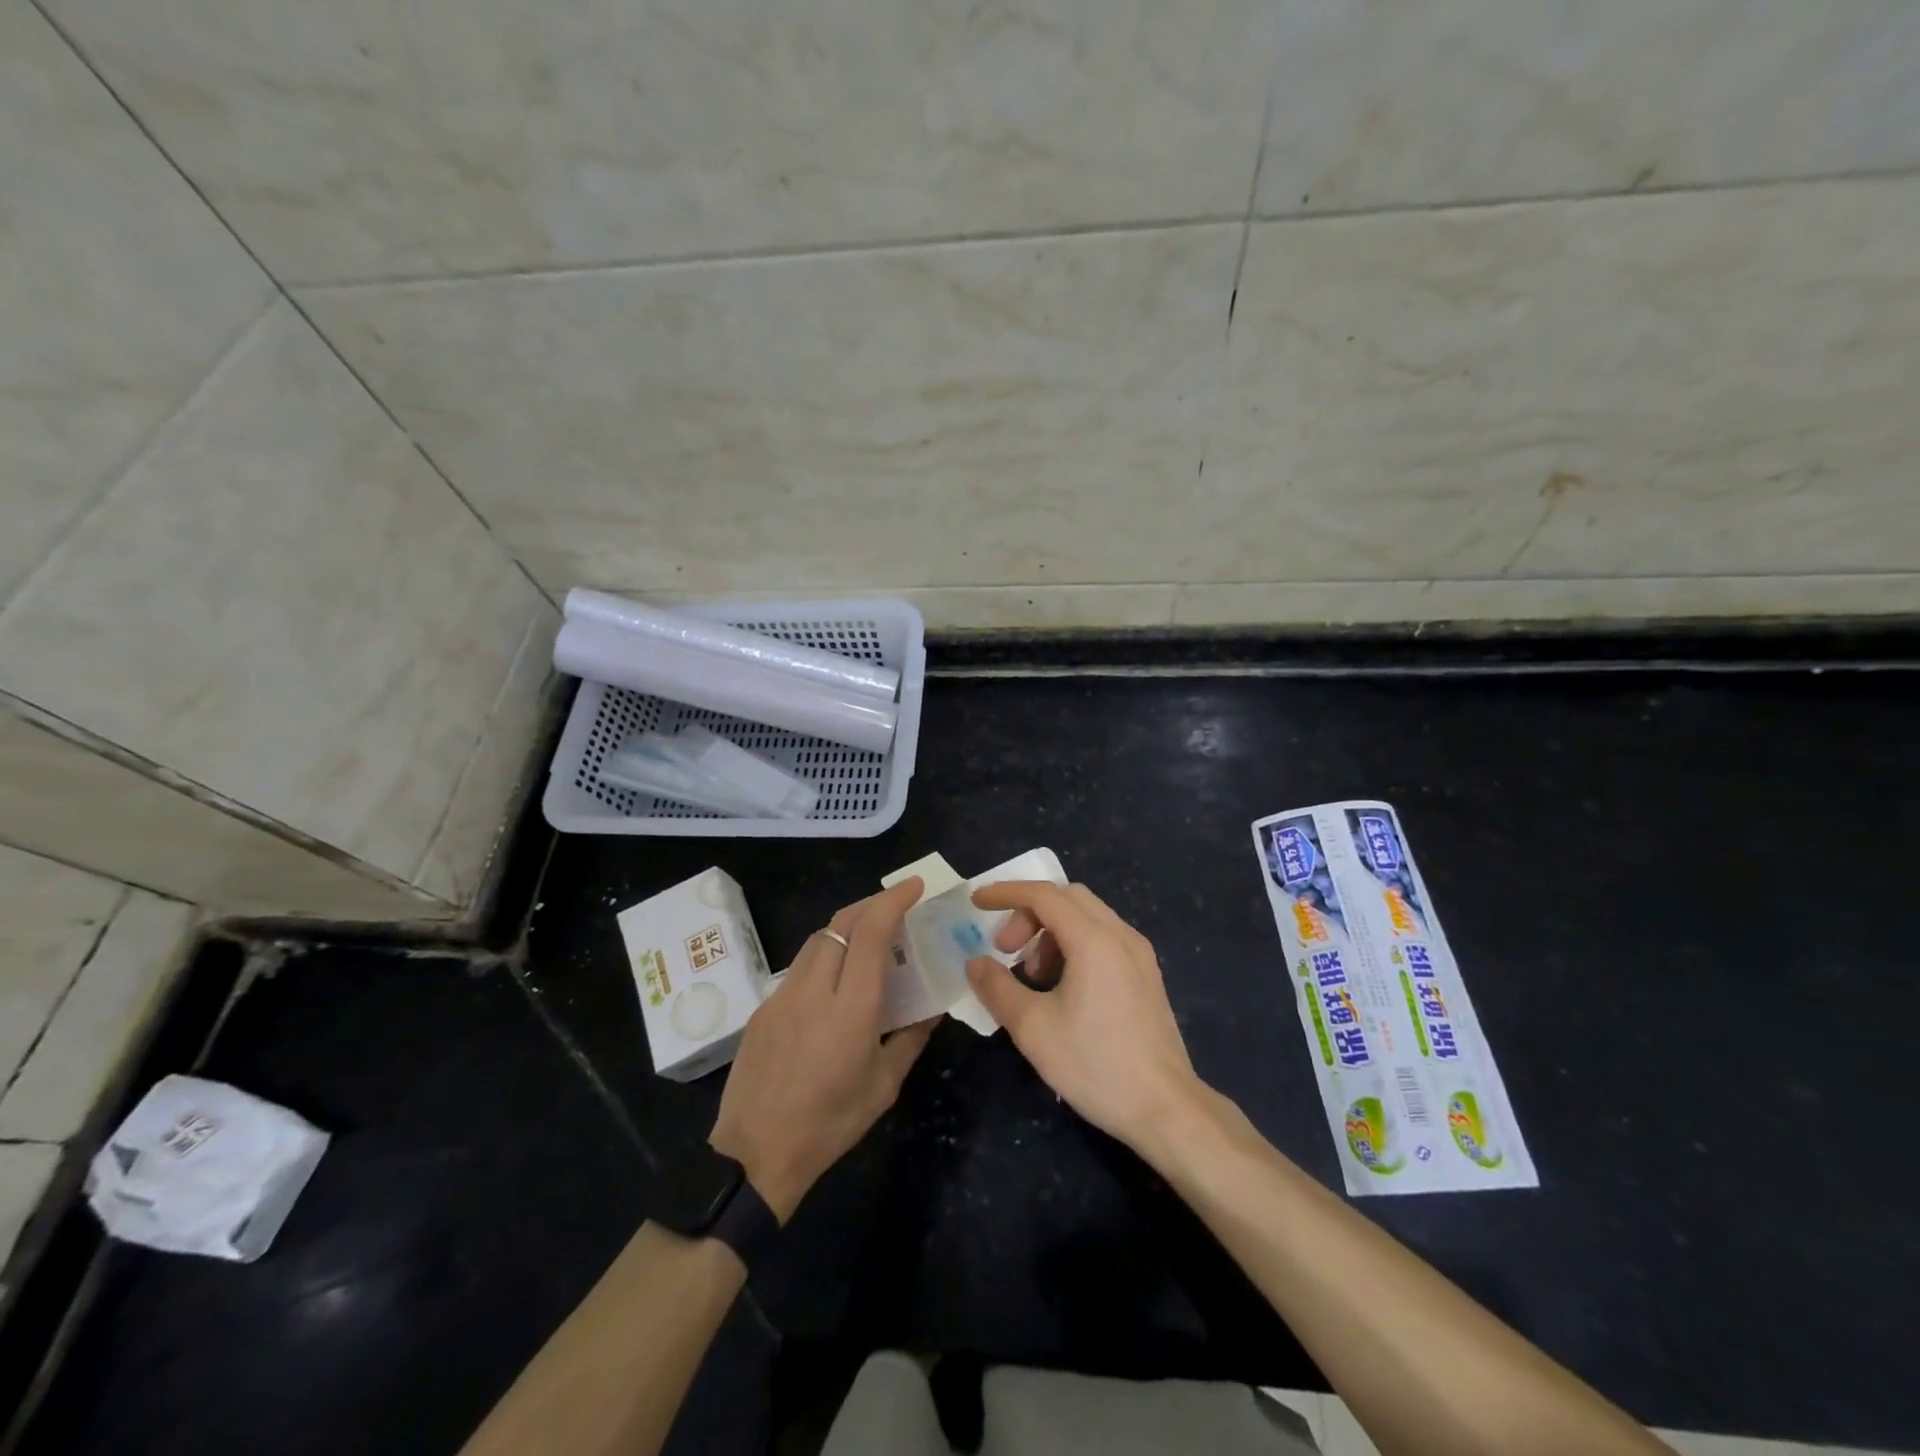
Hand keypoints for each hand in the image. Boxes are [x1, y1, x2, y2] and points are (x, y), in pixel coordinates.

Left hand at [710, 878, 938, 1220]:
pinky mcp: (763, 1008)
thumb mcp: (883, 1086)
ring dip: (846, 926)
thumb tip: (933, 1009)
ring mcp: (782, 996)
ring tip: (870, 936)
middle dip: (872, 904)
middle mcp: (813, 990)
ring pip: (817, 939)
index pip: (870, 933)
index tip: (914, 887)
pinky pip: (800, 965)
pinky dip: (825, 954)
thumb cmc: (829, 1125)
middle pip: (840, 923)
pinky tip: (836, 977)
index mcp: (850, 1009)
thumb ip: (911, 1039)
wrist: (755, 1155)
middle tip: (898, 906)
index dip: (893, 901)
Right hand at [964, 881, 1202, 1151]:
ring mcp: (1139, 954)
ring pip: (1086, 916)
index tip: (976, 904)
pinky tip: (1062, 987)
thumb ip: (998, 988)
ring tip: (1032, 976)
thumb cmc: (1096, 1065)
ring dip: (1050, 931)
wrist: (1166, 1109)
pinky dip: (1073, 944)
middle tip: (1005, 950)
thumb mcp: (1033, 1029)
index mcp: (1094, 940)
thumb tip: (976, 963)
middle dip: (1028, 914)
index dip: (1006, 893)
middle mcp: (1120, 935)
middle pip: (1066, 897)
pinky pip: (1103, 937)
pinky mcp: (1146, 975)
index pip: (1043, 894)